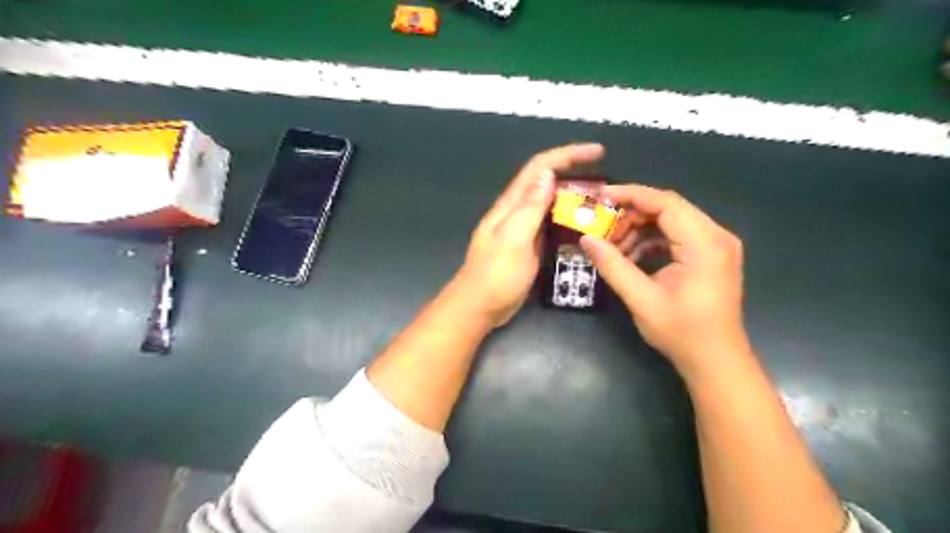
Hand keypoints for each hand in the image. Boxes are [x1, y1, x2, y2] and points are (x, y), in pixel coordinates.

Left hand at [453, 141, 604, 325]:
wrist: (479, 307)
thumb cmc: (495, 276)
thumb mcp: (513, 240)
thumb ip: (529, 208)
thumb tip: (547, 175)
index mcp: (511, 206)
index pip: (540, 168)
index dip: (567, 154)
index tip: (597, 152)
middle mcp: (517, 212)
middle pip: (548, 183)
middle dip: (576, 176)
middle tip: (607, 189)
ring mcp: (523, 230)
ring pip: (551, 205)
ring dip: (575, 200)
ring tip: (603, 207)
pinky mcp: (529, 247)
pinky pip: (552, 226)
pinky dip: (569, 221)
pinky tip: (585, 230)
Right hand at [579, 186, 750, 376]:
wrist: (716, 361)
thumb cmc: (682, 332)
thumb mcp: (641, 299)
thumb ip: (613, 266)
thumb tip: (585, 239)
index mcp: (704, 243)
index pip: (665, 203)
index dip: (630, 195)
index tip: (600, 196)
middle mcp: (716, 236)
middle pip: (668, 208)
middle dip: (631, 215)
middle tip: (601, 228)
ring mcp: (716, 245)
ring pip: (671, 221)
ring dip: (639, 229)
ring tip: (614, 249)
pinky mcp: (711, 255)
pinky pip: (677, 236)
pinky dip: (652, 241)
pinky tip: (631, 258)